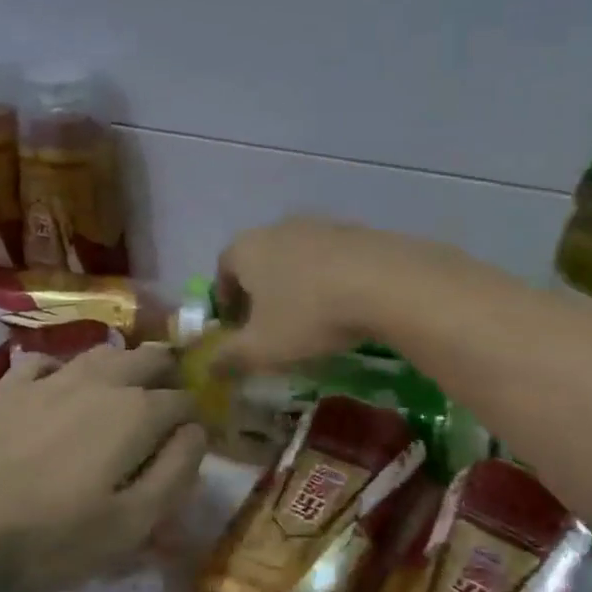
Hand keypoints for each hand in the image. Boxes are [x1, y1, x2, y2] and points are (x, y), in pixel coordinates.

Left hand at [0, 343, 204, 591]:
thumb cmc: (48, 535)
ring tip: (128, 386)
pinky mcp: (11, 390)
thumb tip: (197, 432)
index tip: (195, 441)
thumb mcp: (130, 525)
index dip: (197, 418)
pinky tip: (57, 386)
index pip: (185, 401)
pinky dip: (62, 370)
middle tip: (170, 402)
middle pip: (150, 359)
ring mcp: (52, 380)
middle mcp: (102, 382)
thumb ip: (175, 474)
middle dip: (169, 374)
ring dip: (125, 364)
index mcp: (137, 412)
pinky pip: (45, 363)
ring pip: (103, 353)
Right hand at [214, 217, 432, 374]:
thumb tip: (208, 367)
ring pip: (297, 258)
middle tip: (271, 326)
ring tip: (311, 318)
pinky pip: (331, 259)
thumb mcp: (262, 347)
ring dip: (297, 284)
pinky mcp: (356, 231)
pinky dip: (330, 279)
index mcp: (246, 248)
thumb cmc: (308, 314)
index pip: (223, 270)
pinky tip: (344, 305)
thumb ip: (229, 357)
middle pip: (260, 260)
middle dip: (261, 293)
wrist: (384, 281)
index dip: (226, 301)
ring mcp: (319, 225)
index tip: (236, 328)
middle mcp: (278, 228)